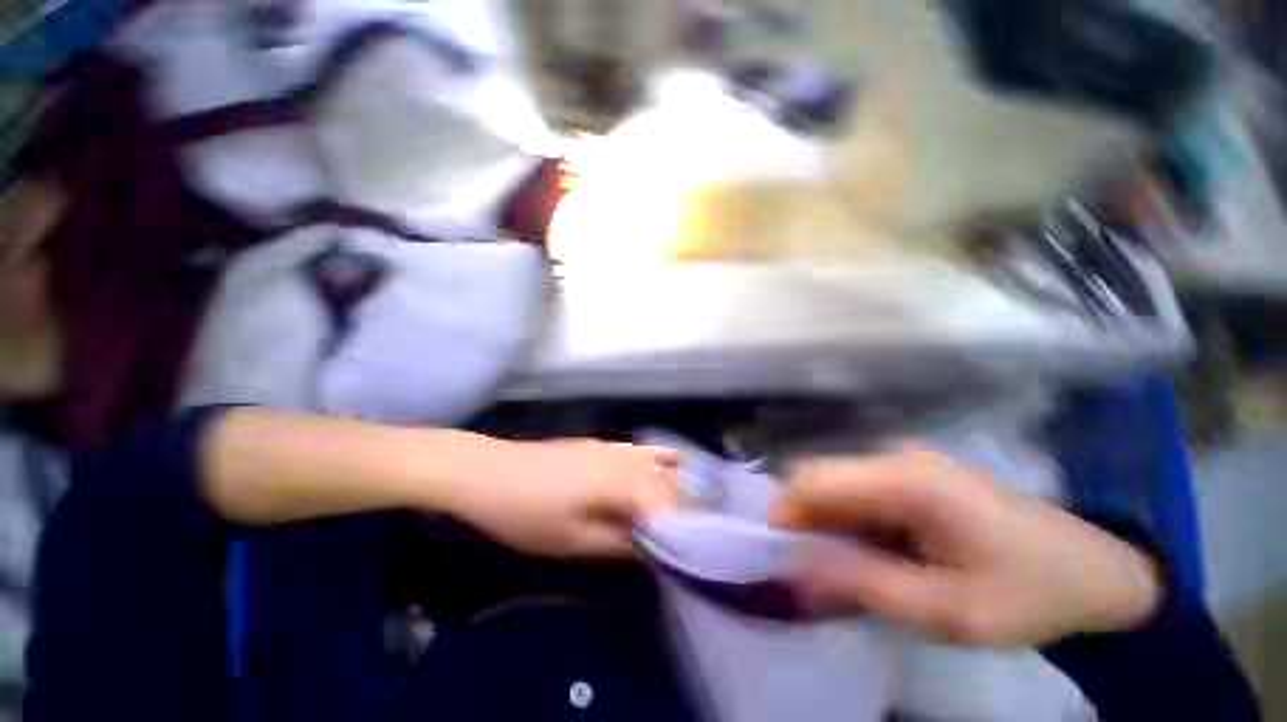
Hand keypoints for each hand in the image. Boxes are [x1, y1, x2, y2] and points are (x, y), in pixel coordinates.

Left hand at [445, 439, 679, 558]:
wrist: (489, 472)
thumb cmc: (528, 514)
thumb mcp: (573, 542)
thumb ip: (621, 544)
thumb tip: (656, 548)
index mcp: (625, 483)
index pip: (673, 505)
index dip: (689, 528)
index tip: (699, 551)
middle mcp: (628, 459)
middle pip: (674, 480)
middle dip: (692, 504)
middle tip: (699, 532)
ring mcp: (616, 446)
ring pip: (663, 461)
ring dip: (682, 482)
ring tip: (693, 504)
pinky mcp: (602, 443)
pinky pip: (644, 449)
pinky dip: (664, 460)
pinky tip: (667, 468)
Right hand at [773, 448, 1160, 647]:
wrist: (1098, 572)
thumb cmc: (1028, 594)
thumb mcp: (947, 611)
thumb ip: (864, 585)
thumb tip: (796, 566)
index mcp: (906, 479)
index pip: (813, 477)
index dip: (786, 510)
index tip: (780, 555)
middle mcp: (897, 459)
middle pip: (820, 477)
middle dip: (803, 521)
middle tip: (813, 572)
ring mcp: (906, 464)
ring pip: (836, 486)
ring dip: (826, 525)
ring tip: (844, 571)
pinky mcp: (914, 477)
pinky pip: (860, 494)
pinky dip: (850, 523)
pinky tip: (872, 556)